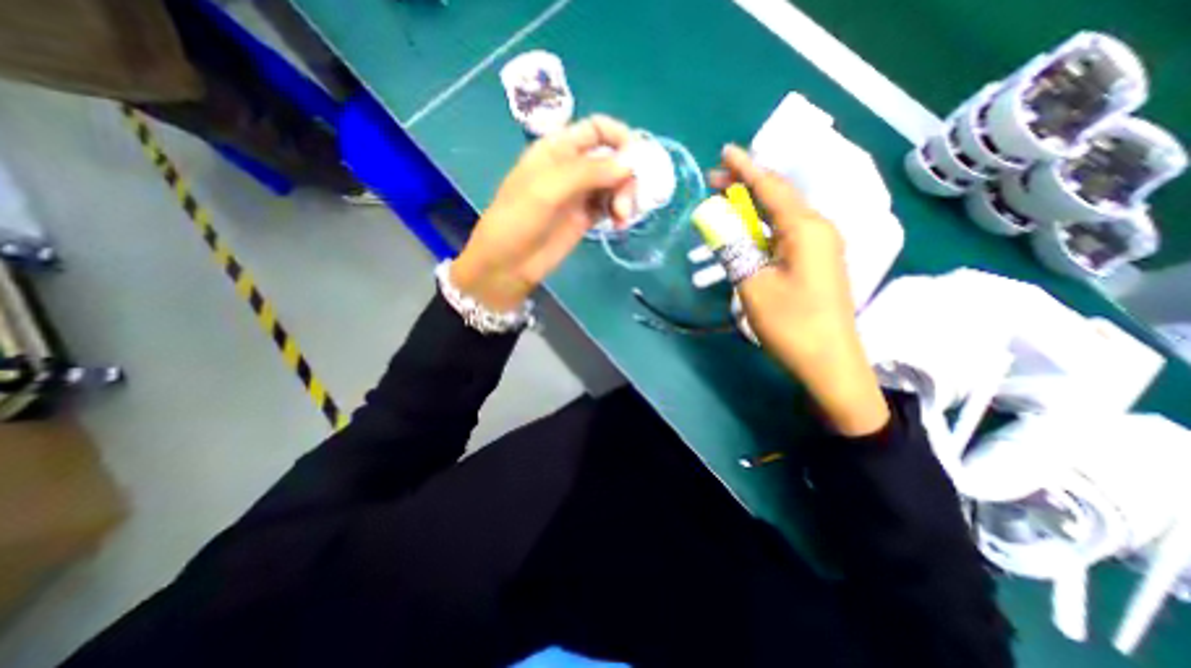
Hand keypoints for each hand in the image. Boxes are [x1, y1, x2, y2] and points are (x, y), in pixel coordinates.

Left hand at [453, 113, 637, 309]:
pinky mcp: (585, 218)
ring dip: (626, 197)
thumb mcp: (548, 188)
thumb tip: (628, 166)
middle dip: (625, 176)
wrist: (508, 264)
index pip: (596, 129)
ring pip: (614, 184)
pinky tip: (620, 224)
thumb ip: (588, 172)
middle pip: (612, 159)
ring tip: (622, 218)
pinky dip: (620, 212)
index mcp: (557, 149)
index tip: (636, 158)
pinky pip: (610, 206)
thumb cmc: (518, 220)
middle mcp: (571, 167)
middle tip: (625, 204)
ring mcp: (579, 194)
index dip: (619, 136)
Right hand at [706, 144, 882, 436]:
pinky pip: (786, 235)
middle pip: (779, 197)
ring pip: (782, 216)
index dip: (746, 168)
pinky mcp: (817, 263)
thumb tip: (714, 220)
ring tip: (726, 203)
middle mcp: (819, 229)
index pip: (771, 187)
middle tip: (714, 181)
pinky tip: (747, 233)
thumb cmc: (791, 323)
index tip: (725, 151)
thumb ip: (733, 248)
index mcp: (806, 228)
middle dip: (747, 185)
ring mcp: (821, 247)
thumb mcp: (753, 285)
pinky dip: (762, 228)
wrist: (829, 363)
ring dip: (753, 208)